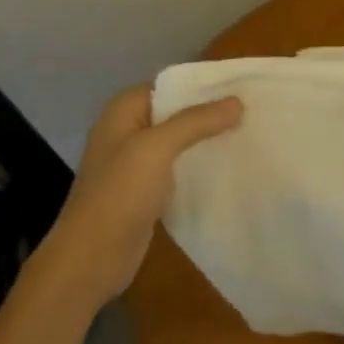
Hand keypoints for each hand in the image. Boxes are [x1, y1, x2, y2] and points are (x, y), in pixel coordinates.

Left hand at [43, 84, 242, 309]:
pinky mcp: (147, 190)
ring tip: (249, 133)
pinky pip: (179, 167)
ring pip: (180, 140)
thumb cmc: (119, 194)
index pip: (170, 85)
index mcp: (124, 111)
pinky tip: (229, 165)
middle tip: (253, 111)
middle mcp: (129, 130)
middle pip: (177, 112)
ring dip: (208, 138)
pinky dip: (200, 164)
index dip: (204, 84)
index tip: (242, 87)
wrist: (90, 259)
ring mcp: (136, 162)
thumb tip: (237, 102)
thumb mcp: (157, 148)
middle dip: (211, 112)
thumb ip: (196, 121)